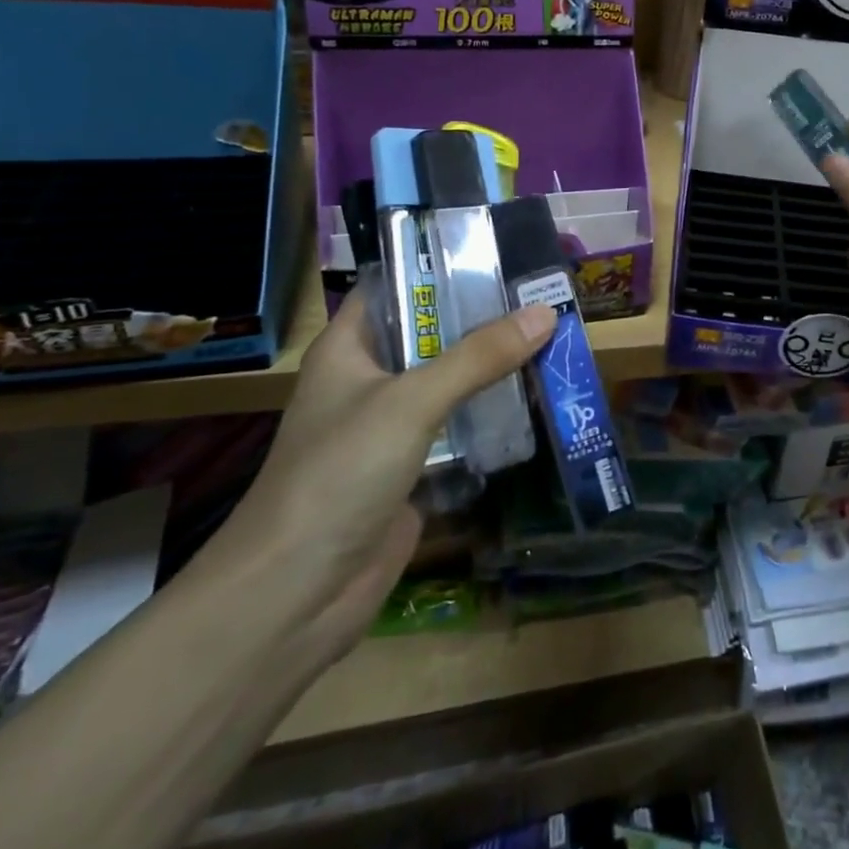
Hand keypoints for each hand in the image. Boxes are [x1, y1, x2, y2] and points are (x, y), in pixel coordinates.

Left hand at [205, 287, 554, 659]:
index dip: (443, 265)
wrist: (295, 596)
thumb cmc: (338, 476)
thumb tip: (545, 311)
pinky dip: (494, 413)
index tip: (501, 251)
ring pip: (451, 380)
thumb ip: (478, 357)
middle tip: (545, 295)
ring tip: (553, 339)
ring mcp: (391, 426)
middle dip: (485, 317)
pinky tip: (539, 399)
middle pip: (433, 333)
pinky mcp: (413, 467)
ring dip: (495, 366)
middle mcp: (370, 379)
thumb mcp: (410, 403)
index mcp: (349, 348)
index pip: (397, 285)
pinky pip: (460, 426)